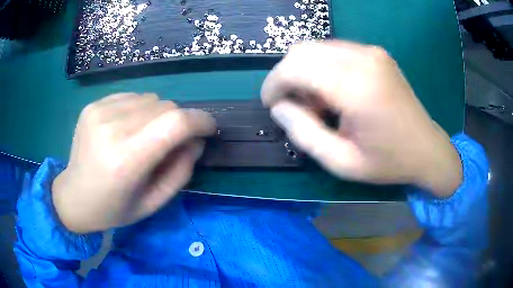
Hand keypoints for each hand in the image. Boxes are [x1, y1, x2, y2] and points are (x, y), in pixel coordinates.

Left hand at [52, 93, 214, 232]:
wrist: (74, 196)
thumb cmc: (114, 208)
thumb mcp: (154, 202)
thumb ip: (181, 171)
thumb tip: (196, 140)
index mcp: (125, 160)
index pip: (174, 123)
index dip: (200, 120)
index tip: (209, 128)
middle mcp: (111, 128)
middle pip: (165, 106)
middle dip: (178, 122)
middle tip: (171, 143)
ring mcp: (99, 112)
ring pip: (150, 98)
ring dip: (158, 115)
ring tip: (145, 136)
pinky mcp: (93, 105)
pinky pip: (132, 97)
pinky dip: (139, 110)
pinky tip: (127, 128)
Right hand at [261, 41, 461, 197]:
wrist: (426, 149)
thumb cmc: (388, 162)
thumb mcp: (341, 162)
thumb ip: (304, 133)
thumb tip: (279, 108)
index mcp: (357, 87)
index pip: (296, 67)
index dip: (274, 83)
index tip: (270, 104)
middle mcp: (363, 59)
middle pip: (302, 51)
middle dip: (286, 76)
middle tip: (293, 106)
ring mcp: (371, 52)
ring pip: (316, 48)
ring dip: (304, 72)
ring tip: (316, 103)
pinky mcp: (375, 53)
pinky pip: (334, 51)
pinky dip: (322, 68)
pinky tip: (332, 91)